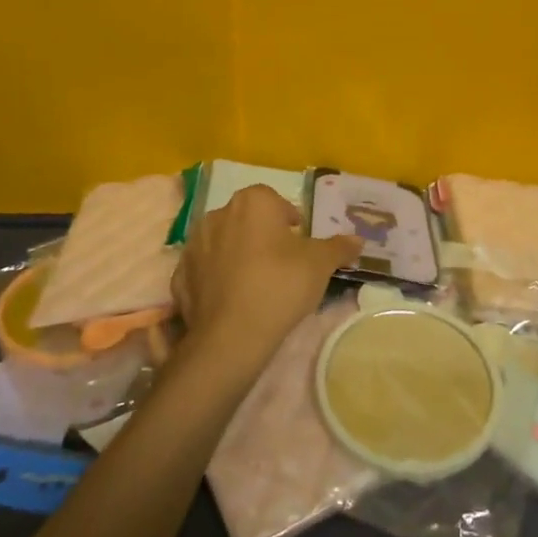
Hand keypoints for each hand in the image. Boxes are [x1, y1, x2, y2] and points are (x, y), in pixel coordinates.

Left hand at [173, 185, 360, 376]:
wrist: (231, 335)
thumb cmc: (280, 285)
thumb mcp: (320, 264)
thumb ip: (338, 247)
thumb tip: (358, 240)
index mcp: (252, 202)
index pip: (274, 201)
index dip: (289, 221)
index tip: (300, 244)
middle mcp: (218, 214)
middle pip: (247, 220)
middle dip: (262, 235)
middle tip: (282, 264)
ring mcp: (193, 245)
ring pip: (223, 243)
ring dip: (237, 255)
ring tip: (256, 284)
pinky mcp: (179, 276)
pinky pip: (204, 271)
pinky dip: (215, 280)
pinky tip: (231, 300)